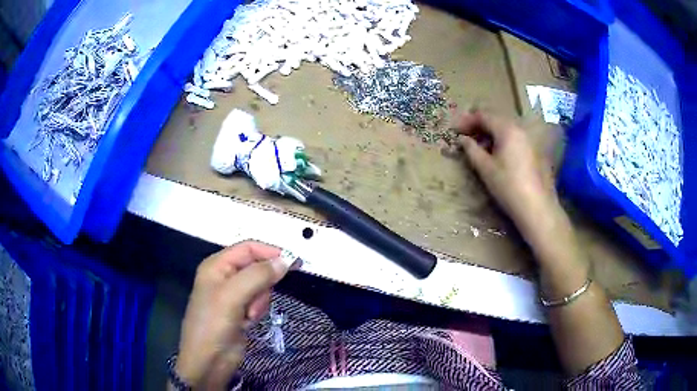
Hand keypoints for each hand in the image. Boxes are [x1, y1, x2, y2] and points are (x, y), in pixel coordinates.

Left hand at [174, 241, 293, 389]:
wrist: (209, 361)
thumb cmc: (213, 325)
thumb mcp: (232, 296)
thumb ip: (258, 275)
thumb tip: (285, 261)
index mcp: (217, 265)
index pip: (249, 248)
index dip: (270, 253)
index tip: (294, 263)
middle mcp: (225, 277)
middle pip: (257, 268)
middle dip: (262, 285)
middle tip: (256, 302)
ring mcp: (233, 296)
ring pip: (261, 287)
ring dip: (260, 302)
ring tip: (248, 316)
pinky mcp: (241, 311)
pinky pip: (259, 303)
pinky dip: (258, 312)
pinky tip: (248, 323)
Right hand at [456, 112, 559, 236]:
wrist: (536, 207)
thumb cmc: (508, 186)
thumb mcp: (485, 168)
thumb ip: (471, 149)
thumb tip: (462, 139)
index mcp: (506, 128)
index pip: (483, 115)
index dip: (466, 120)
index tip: (454, 130)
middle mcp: (519, 128)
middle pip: (495, 118)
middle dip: (479, 124)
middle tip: (465, 135)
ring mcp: (529, 138)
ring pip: (506, 127)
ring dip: (490, 132)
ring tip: (479, 145)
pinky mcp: (534, 150)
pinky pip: (514, 137)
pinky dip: (502, 139)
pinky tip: (496, 153)